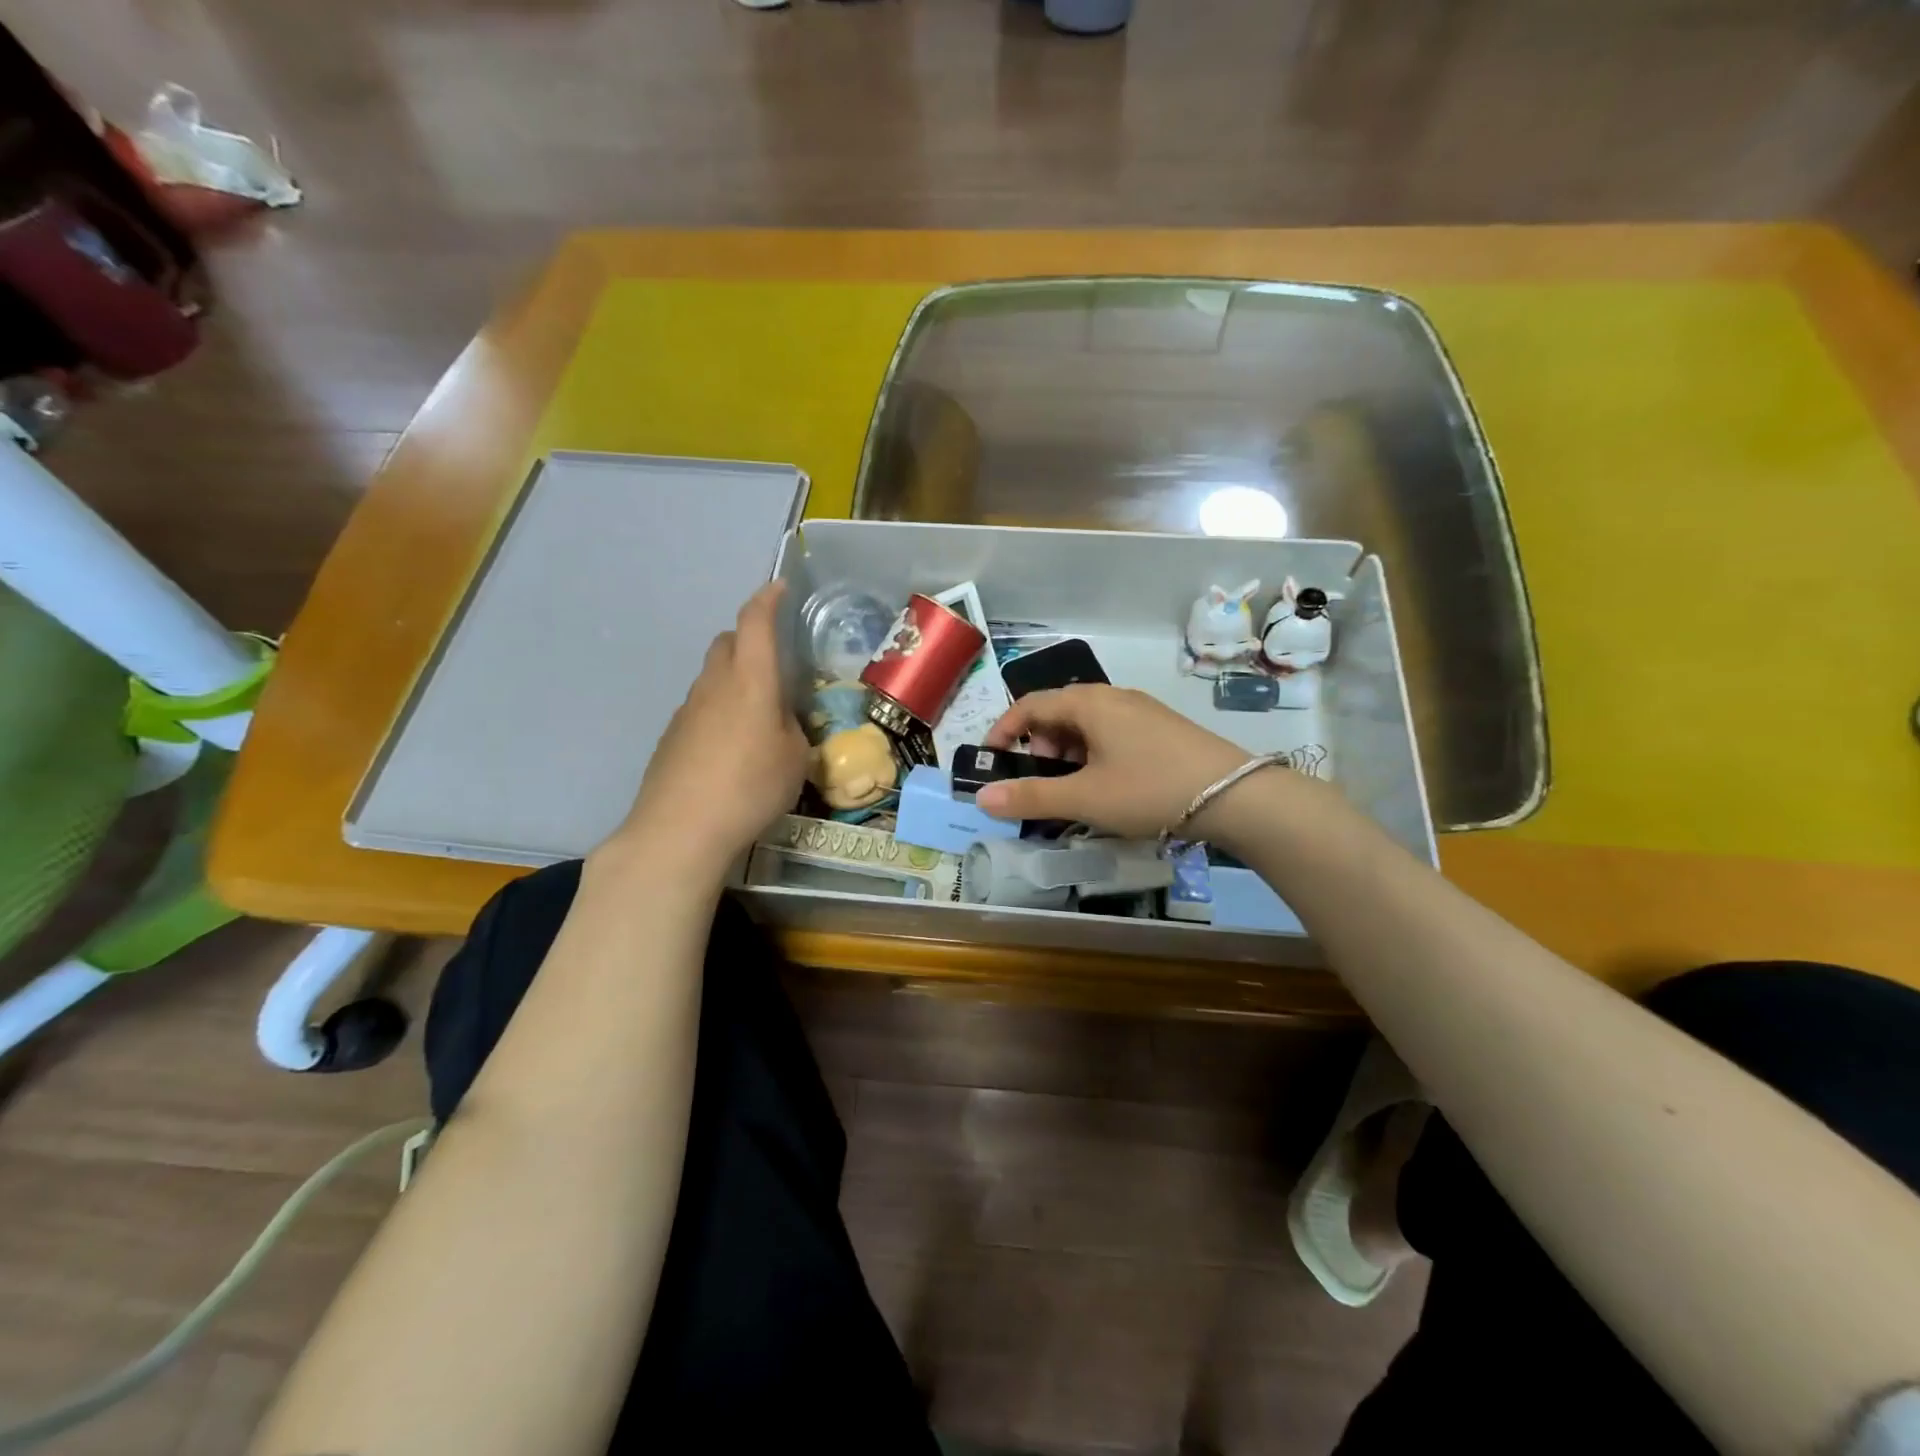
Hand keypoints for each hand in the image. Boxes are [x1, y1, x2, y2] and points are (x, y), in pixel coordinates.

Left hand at [607, 581, 808, 876]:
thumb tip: (780, 721)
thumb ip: (792, 729)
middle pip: (727, 642)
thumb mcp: (795, 759)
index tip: (780, 588)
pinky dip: (719, 710)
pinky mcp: (672, 736)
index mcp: (750, 680)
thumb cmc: (751, 787)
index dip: (768, 599)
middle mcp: (714, 684)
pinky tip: (731, 748)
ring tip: (757, 717)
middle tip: (774, 663)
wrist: (680, 829)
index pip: (755, 622)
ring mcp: (687, 709)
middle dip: (749, 640)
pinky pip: (701, 707)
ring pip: (713, 676)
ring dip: (734, 680)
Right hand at [974, 685, 1254, 839]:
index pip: (1030, 705)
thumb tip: (982, 798)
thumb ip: (1030, 797)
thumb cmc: (1150, 790)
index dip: (1004, 730)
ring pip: (1087, 725)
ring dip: (1068, 754)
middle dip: (1040, 746)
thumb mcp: (1084, 798)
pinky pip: (1113, 734)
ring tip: (1076, 791)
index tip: (991, 760)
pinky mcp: (1162, 728)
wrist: (1236, 795)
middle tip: (1042, 783)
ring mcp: (1142, 711)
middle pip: (1058, 712)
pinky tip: (1110, 788)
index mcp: (1089, 703)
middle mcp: (1113, 697)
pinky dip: (1095, 756)